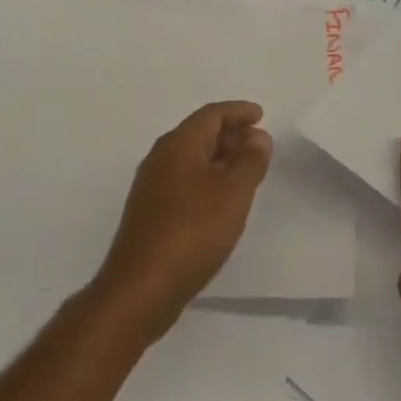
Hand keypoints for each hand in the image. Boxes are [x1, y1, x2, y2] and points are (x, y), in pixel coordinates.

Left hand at [92, 101, 272, 341]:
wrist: (140, 288)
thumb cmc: (192, 232)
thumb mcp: (233, 193)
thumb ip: (250, 161)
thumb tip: (257, 136)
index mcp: (178, 144)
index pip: (212, 114)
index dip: (238, 111)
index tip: (260, 115)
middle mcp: (161, 157)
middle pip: (199, 133)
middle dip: (230, 134)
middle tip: (258, 145)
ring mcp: (151, 185)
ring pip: (191, 158)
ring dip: (219, 158)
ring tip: (245, 172)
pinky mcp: (149, 212)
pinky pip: (183, 180)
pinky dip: (206, 179)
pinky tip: (220, 201)